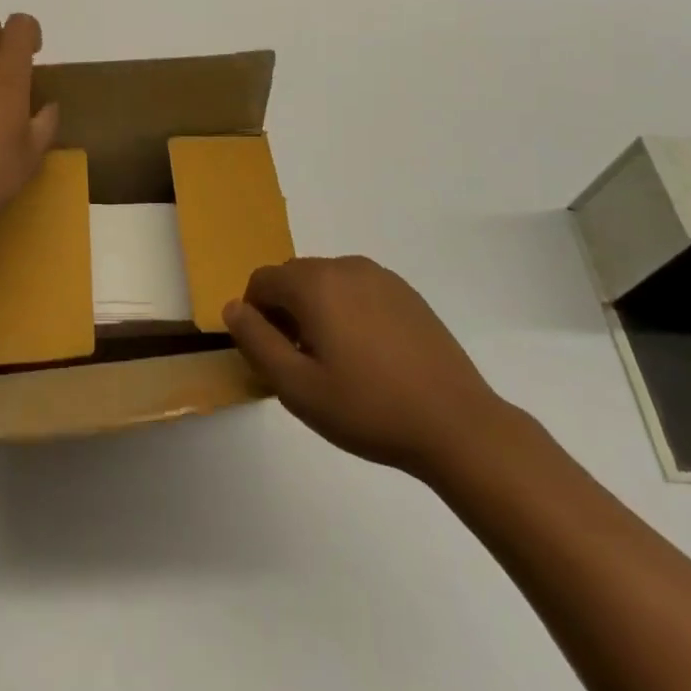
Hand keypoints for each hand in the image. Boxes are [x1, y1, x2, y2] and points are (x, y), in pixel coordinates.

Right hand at [223, 256, 507, 481]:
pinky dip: (349, 312)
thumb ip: (256, 342)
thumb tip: (232, 308)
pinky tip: (370, 358)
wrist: (457, 424)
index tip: (272, 357)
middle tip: (302, 365)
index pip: (262, 281)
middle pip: (294, 278)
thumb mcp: (297, 387)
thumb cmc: (369, 409)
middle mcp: (344, 266)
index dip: (255, 316)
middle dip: (286, 313)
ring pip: (327, 284)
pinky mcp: (406, 292)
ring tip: (337, 364)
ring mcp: (380, 276)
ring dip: (317, 312)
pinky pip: (359, 291)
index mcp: (315, 283)